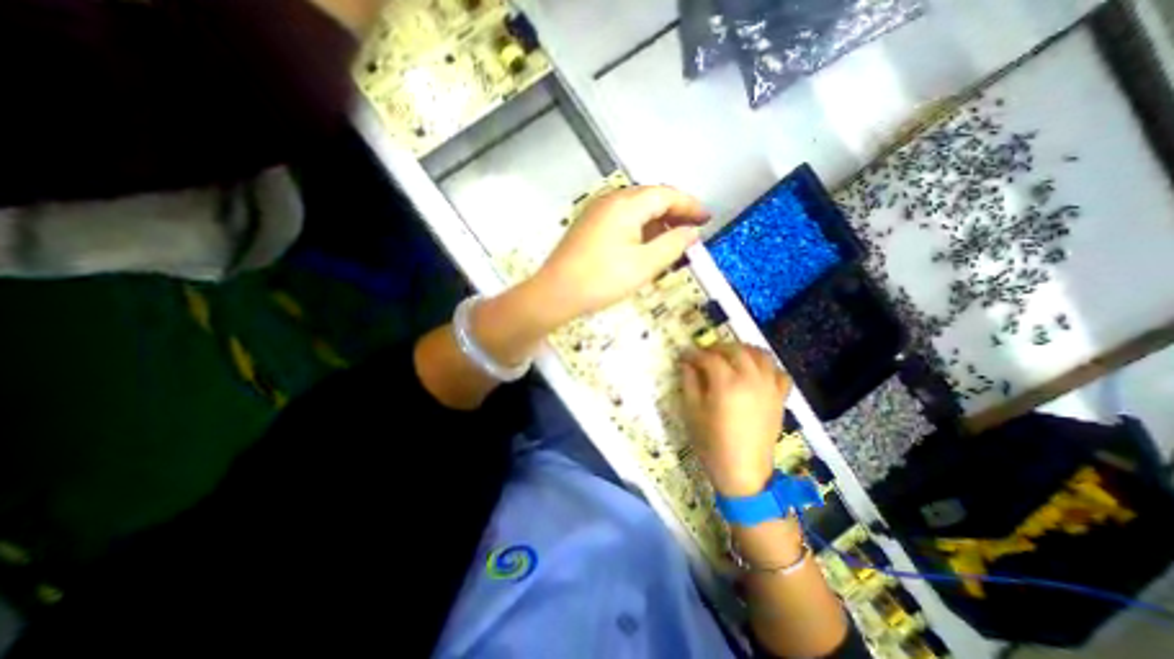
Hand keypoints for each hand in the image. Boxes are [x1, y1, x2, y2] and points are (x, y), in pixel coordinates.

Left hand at [530, 185, 704, 324]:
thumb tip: (691, 232)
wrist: (556, 293)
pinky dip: (639, 227)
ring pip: (635, 208)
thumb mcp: (645, 265)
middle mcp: (610, 200)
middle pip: (651, 197)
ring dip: (656, 220)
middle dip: (674, 211)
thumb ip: (673, 245)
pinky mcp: (588, 224)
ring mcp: (596, 211)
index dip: (690, 205)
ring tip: (671, 240)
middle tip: (691, 230)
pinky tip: (644, 244)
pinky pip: (621, 217)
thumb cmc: (602, 280)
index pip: (666, 194)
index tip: (707, 219)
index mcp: (626, 204)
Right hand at [684, 347, 791, 497]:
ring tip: (730, 356)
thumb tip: (687, 363)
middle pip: (736, 350)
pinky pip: (779, 373)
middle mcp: (751, 379)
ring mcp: (769, 387)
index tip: (684, 356)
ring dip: (744, 350)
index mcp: (726, 383)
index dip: (694, 354)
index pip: (709, 357)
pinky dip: (768, 366)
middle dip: (717, 347)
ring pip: (760, 355)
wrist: (743, 471)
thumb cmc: (712, 442)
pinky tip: (756, 372)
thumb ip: (689, 382)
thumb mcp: (692, 411)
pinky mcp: (780, 398)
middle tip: (705, 354)